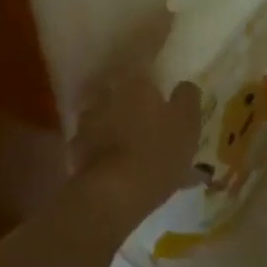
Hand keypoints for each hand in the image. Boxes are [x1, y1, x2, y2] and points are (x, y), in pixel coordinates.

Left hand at [69, 61, 199, 222]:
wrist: (113, 193)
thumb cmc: (158, 152)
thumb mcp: (187, 123)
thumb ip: (187, 98)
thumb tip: (184, 85)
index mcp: (136, 84)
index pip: (145, 72)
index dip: (155, 86)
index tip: (164, 99)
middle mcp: (108, 95)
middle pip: (125, 96)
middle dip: (137, 108)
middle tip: (154, 128)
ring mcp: (89, 122)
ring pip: (110, 119)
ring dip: (121, 129)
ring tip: (138, 152)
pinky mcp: (78, 149)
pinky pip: (99, 144)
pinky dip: (108, 151)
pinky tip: (122, 168)